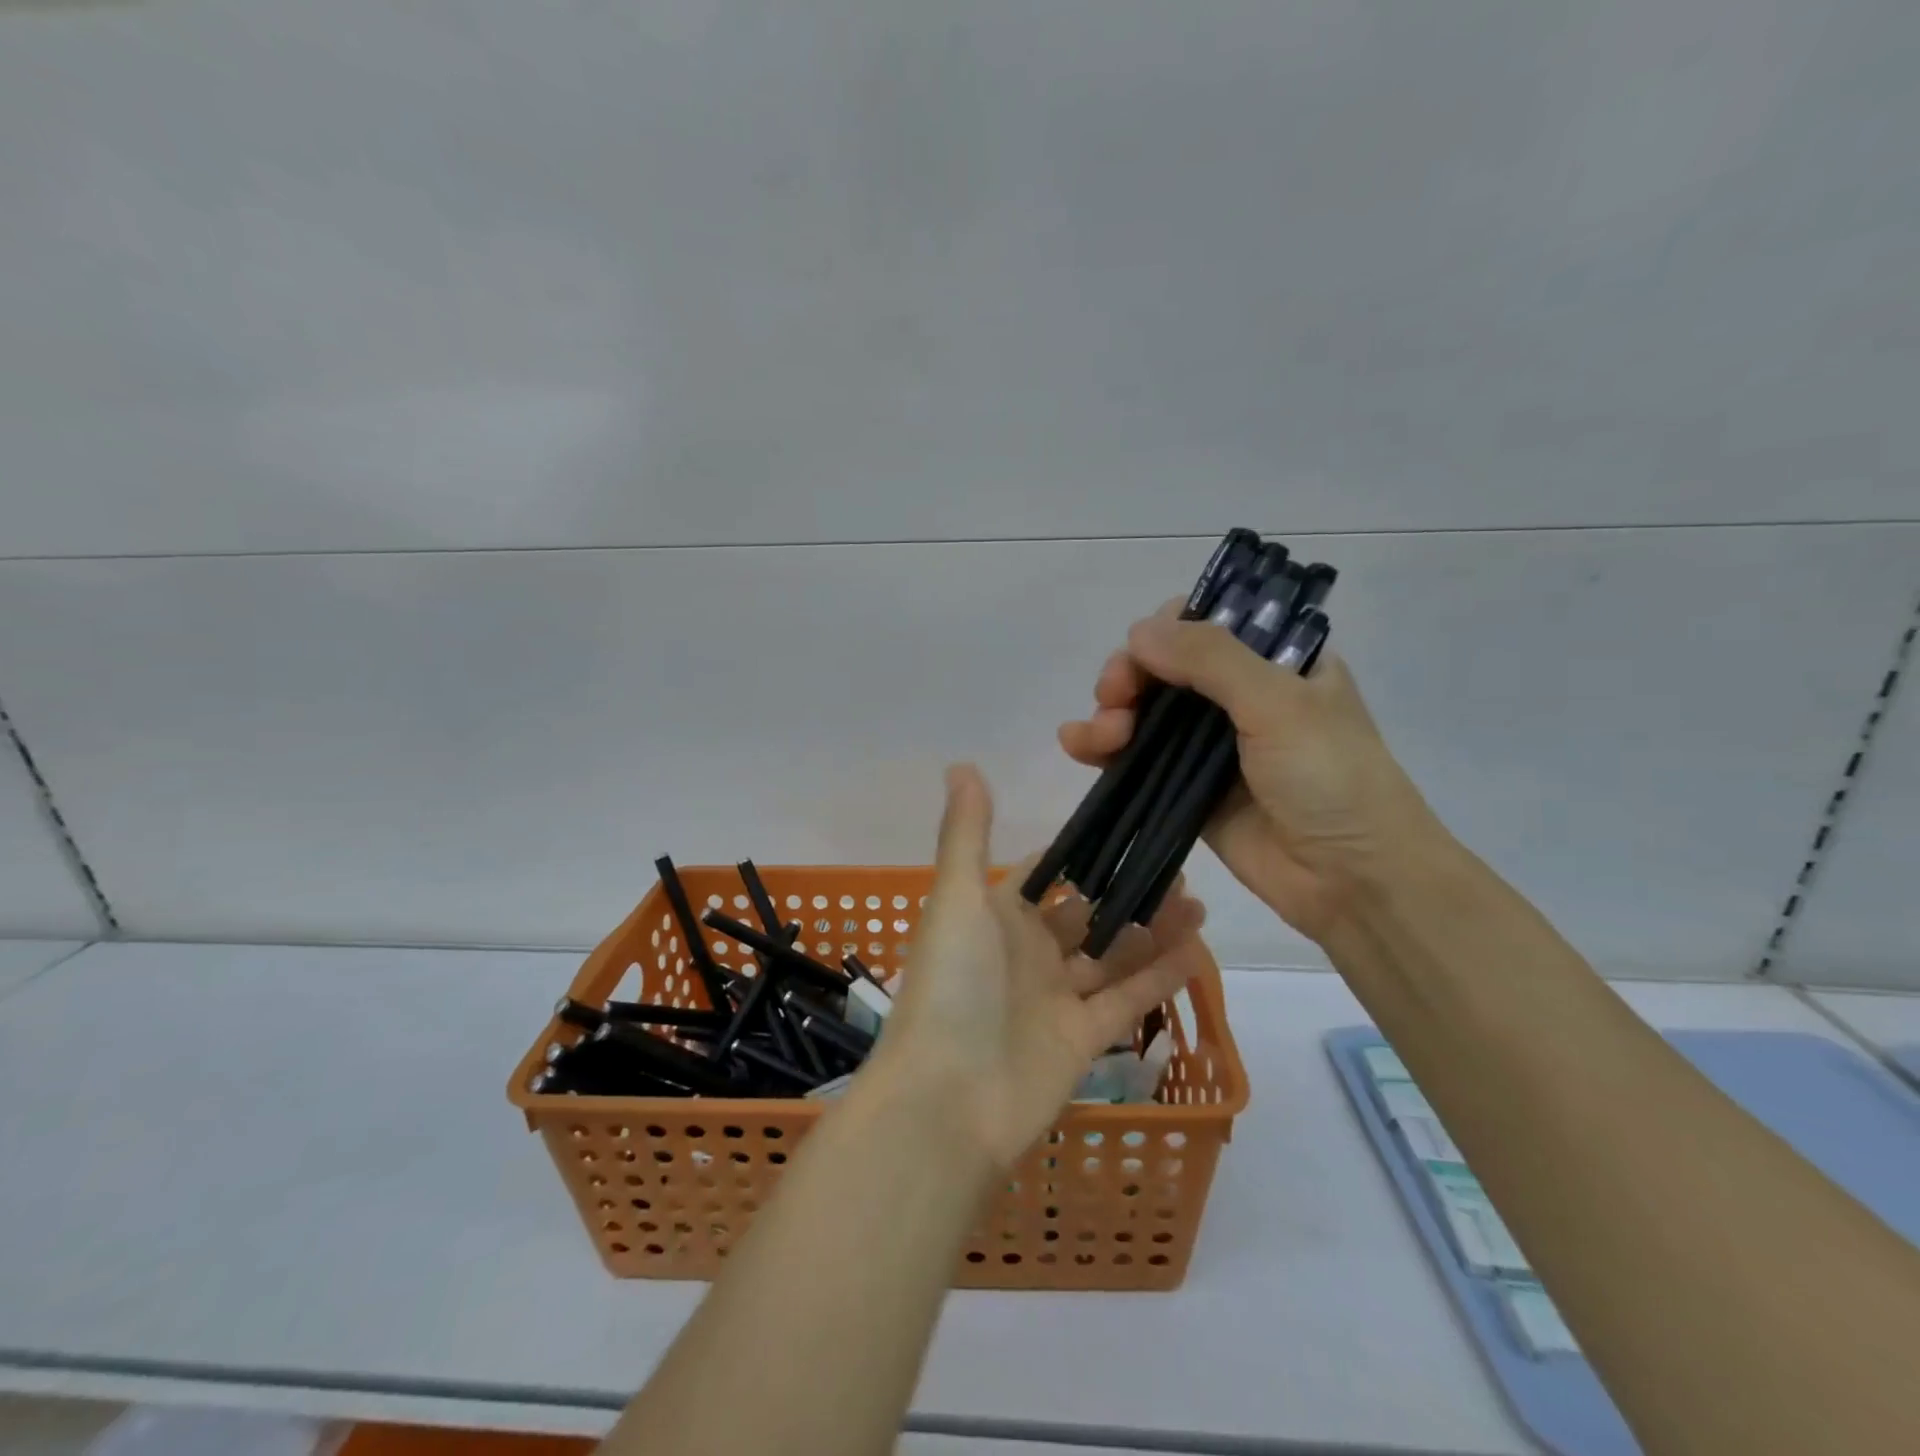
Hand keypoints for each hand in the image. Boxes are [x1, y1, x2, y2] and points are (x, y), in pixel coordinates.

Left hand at [867, 764, 1207, 1170]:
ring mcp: (1055, 998)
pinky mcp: (1083, 1040)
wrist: (947, 1101)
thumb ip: (966, 833)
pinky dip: (1160, 977)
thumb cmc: (952, 985)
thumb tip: (962, 763)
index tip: (1127, 823)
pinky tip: (1199, 949)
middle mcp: (1027, 952)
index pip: (1044, 874)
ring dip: (1151, 929)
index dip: (1081, 852)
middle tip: (1178, 863)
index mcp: (996, 916)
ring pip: (1113, 954)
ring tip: (1198, 900)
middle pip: (1087, 913)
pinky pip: (1128, 1000)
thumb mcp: (957, 898)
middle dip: (1126, 890)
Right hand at [1058, 602, 1446, 942]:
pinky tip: (1076, 745)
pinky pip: (1138, 758)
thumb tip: (1137, 631)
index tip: (1144, 653)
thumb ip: (1209, 659)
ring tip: (1102, 736)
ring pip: (1144, 712)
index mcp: (1276, 661)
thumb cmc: (1331, 779)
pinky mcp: (1187, 789)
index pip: (1206, 624)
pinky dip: (1102, 748)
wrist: (1353, 881)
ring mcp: (1211, 746)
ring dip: (1111, 712)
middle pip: (1164, 667)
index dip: (1165, 631)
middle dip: (1129, 676)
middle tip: (1115, 698)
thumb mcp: (1279, 702)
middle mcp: (1241, 696)